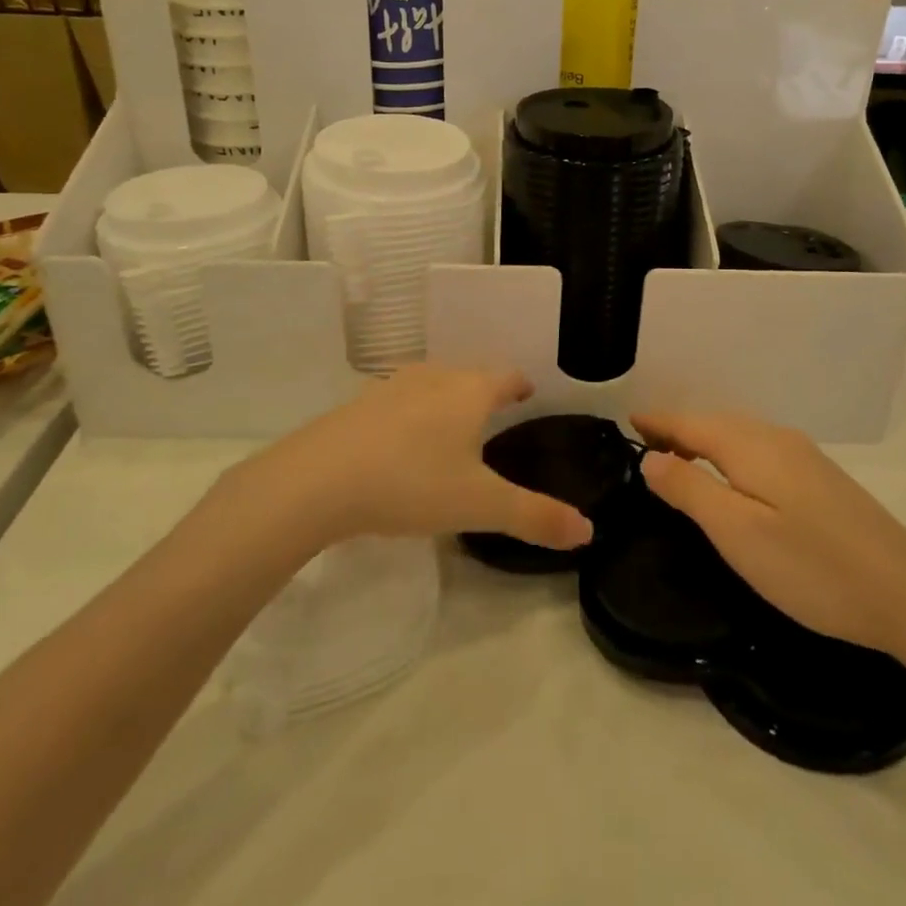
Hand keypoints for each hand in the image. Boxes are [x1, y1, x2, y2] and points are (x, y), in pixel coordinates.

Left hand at [257, 366, 592, 551]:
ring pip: (429, 385)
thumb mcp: (479, 505)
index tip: (527, 392)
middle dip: (483, 390)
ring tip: (450, 423)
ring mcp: (389, 388)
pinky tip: (399, 441)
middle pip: (468, 375)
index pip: (505, 376)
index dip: (520, 384)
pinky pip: (395, 401)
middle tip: (494, 412)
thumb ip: (535, 516)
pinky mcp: (356, 406)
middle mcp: (432, 378)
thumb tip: (588, 530)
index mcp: (469, 392)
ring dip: (444, 398)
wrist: (317, 480)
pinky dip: (409, 414)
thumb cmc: (411, 483)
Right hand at [631, 411, 905, 655]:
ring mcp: (804, 457)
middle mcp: (777, 439)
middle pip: (716, 423)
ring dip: (706, 441)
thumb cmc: (811, 566)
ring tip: (680, 459)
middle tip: (646, 444)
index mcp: (751, 446)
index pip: (691, 423)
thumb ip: (690, 489)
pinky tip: (734, 479)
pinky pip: (760, 451)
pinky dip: (732, 454)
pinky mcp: (821, 480)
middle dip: (680, 429)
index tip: (629, 423)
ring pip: (740, 436)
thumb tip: (650, 457)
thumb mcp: (737, 532)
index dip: (658, 422)